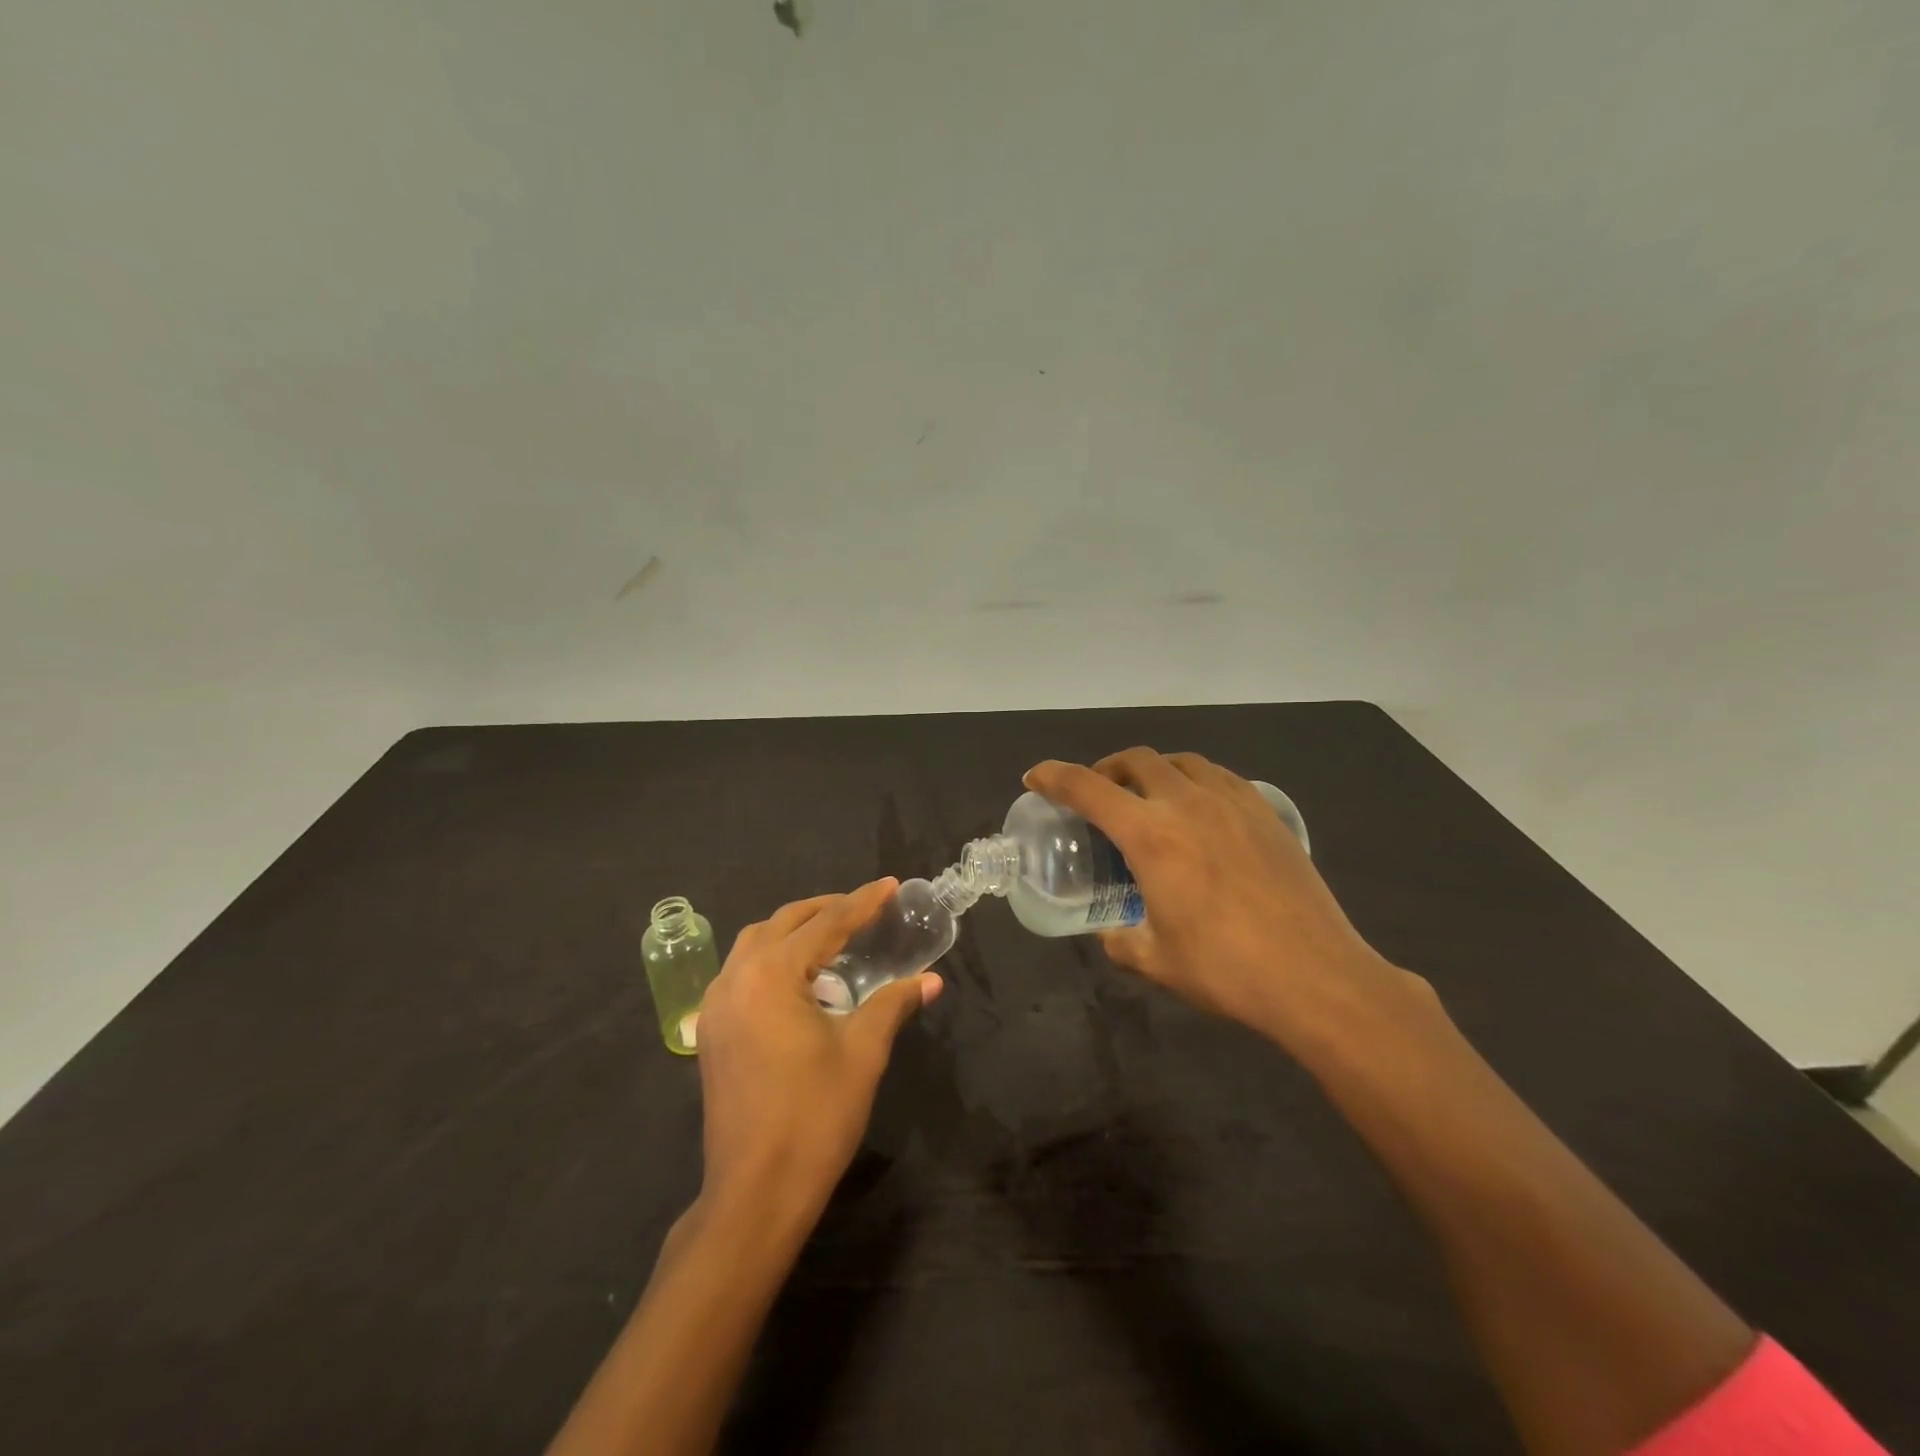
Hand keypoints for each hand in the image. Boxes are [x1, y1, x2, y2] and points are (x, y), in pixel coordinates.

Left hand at [694, 879, 942, 1219]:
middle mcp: (735, 978)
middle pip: (783, 923)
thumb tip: (931, 979)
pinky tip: (800, 981)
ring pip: (755, 944)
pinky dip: (772, 960)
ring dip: (794, 932)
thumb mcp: (863, 1052)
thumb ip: (894, 1004)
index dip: (862, 902)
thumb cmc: (814, 1116)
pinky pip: (741, 973)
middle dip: (825, 909)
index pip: (826, 924)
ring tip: (833, 939)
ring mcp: (716, 1006)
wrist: (754, 1193)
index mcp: (771, 975)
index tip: (890, 885)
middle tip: (864, 909)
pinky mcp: (712, 1032)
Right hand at [1025, 748, 1417, 1054]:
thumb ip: (1121, 941)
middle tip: (1098, 792)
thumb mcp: (1155, 961)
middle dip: (1106, 768)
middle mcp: (1188, 804)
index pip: (1088, 788)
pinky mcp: (1265, 813)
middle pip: (1136, 760)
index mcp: (1150, 835)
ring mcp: (1232, 803)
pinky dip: (1194, 779)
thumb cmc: (1226, 970)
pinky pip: (1220, 776)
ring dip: (1153, 769)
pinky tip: (1200, 809)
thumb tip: (1112, 934)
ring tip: (1148, 796)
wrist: (1316, 976)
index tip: (1036, 776)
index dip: (1054, 776)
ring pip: (1181, 761)